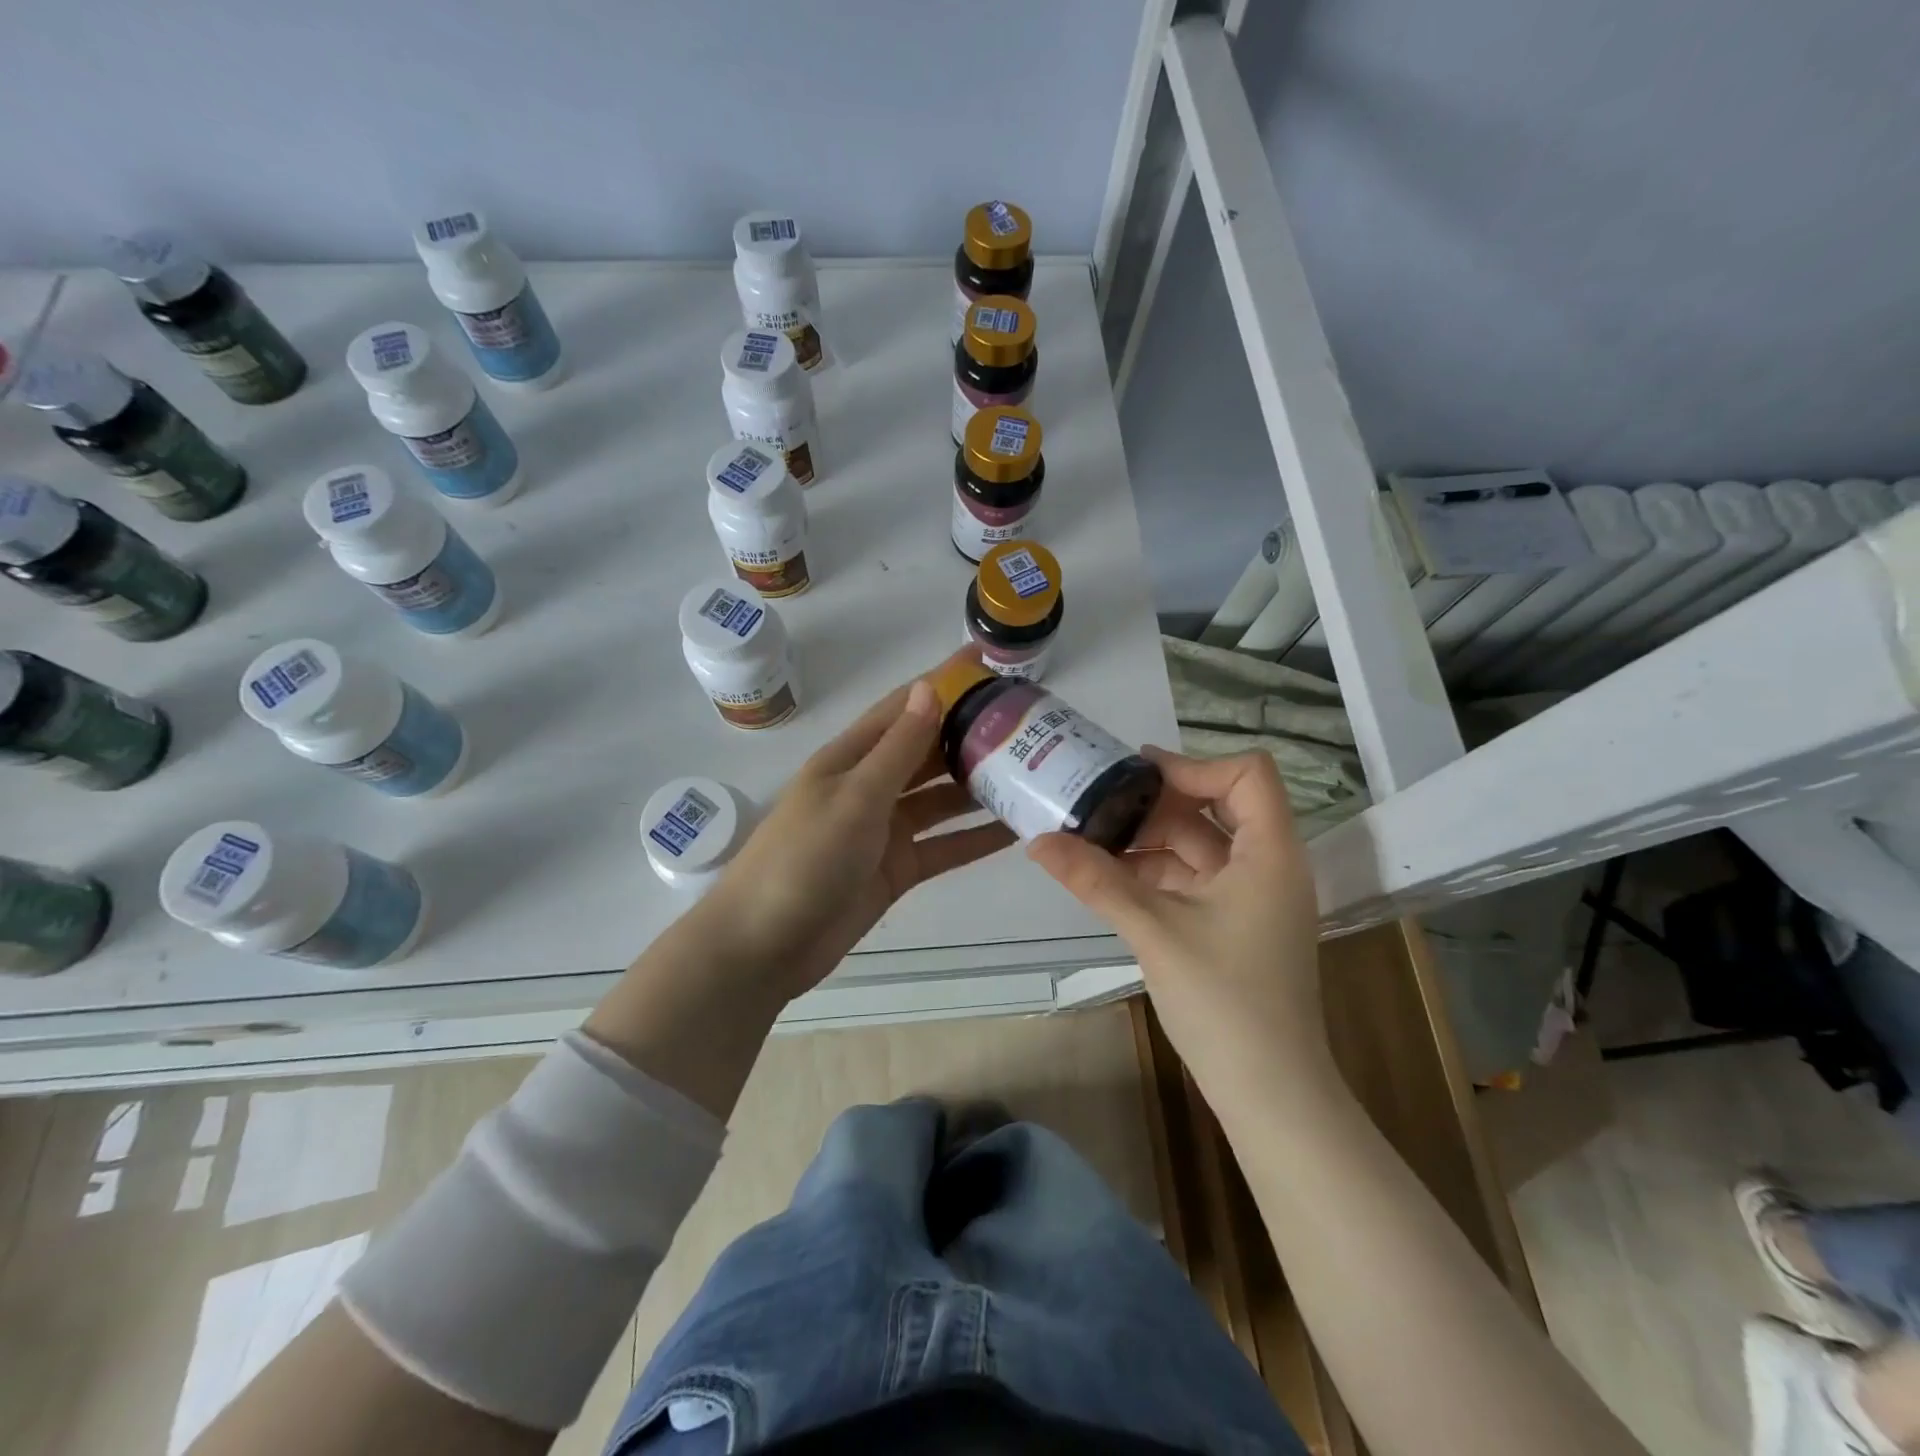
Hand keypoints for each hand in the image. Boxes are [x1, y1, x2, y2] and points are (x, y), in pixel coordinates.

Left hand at [704, 659, 1015, 999]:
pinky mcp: (897, 869)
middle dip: (970, 735)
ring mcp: (885, 830)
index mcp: (851, 757)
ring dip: (980, 787)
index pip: (903, 708)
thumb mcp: (854, 797)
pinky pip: (944, 847)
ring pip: (942, 799)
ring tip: (1033, 772)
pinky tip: (1016, 830)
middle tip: (1028, 723)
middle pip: (927, 752)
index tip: (987, 660)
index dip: (942, 682)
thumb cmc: (803, 859)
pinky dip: (976, 838)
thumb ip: (897, 747)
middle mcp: (870, 786)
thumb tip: (928, 687)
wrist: (764, 946)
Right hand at [1028, 747, 1325, 1086]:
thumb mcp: (1154, 930)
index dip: (1192, 765)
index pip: (1246, 774)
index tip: (1135, 775)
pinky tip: (1109, 878)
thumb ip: (1096, 879)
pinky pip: (1193, 880)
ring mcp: (1251, 898)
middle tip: (1098, 802)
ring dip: (1148, 841)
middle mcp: (1267, 865)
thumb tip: (1037, 842)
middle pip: (1216, 807)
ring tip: (1090, 838)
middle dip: (1156, 804)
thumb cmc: (1224, 1000)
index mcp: (1270, 852)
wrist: (1270, 1093)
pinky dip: (1155, 874)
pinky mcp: (1234, 925)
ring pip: (1199, 847)